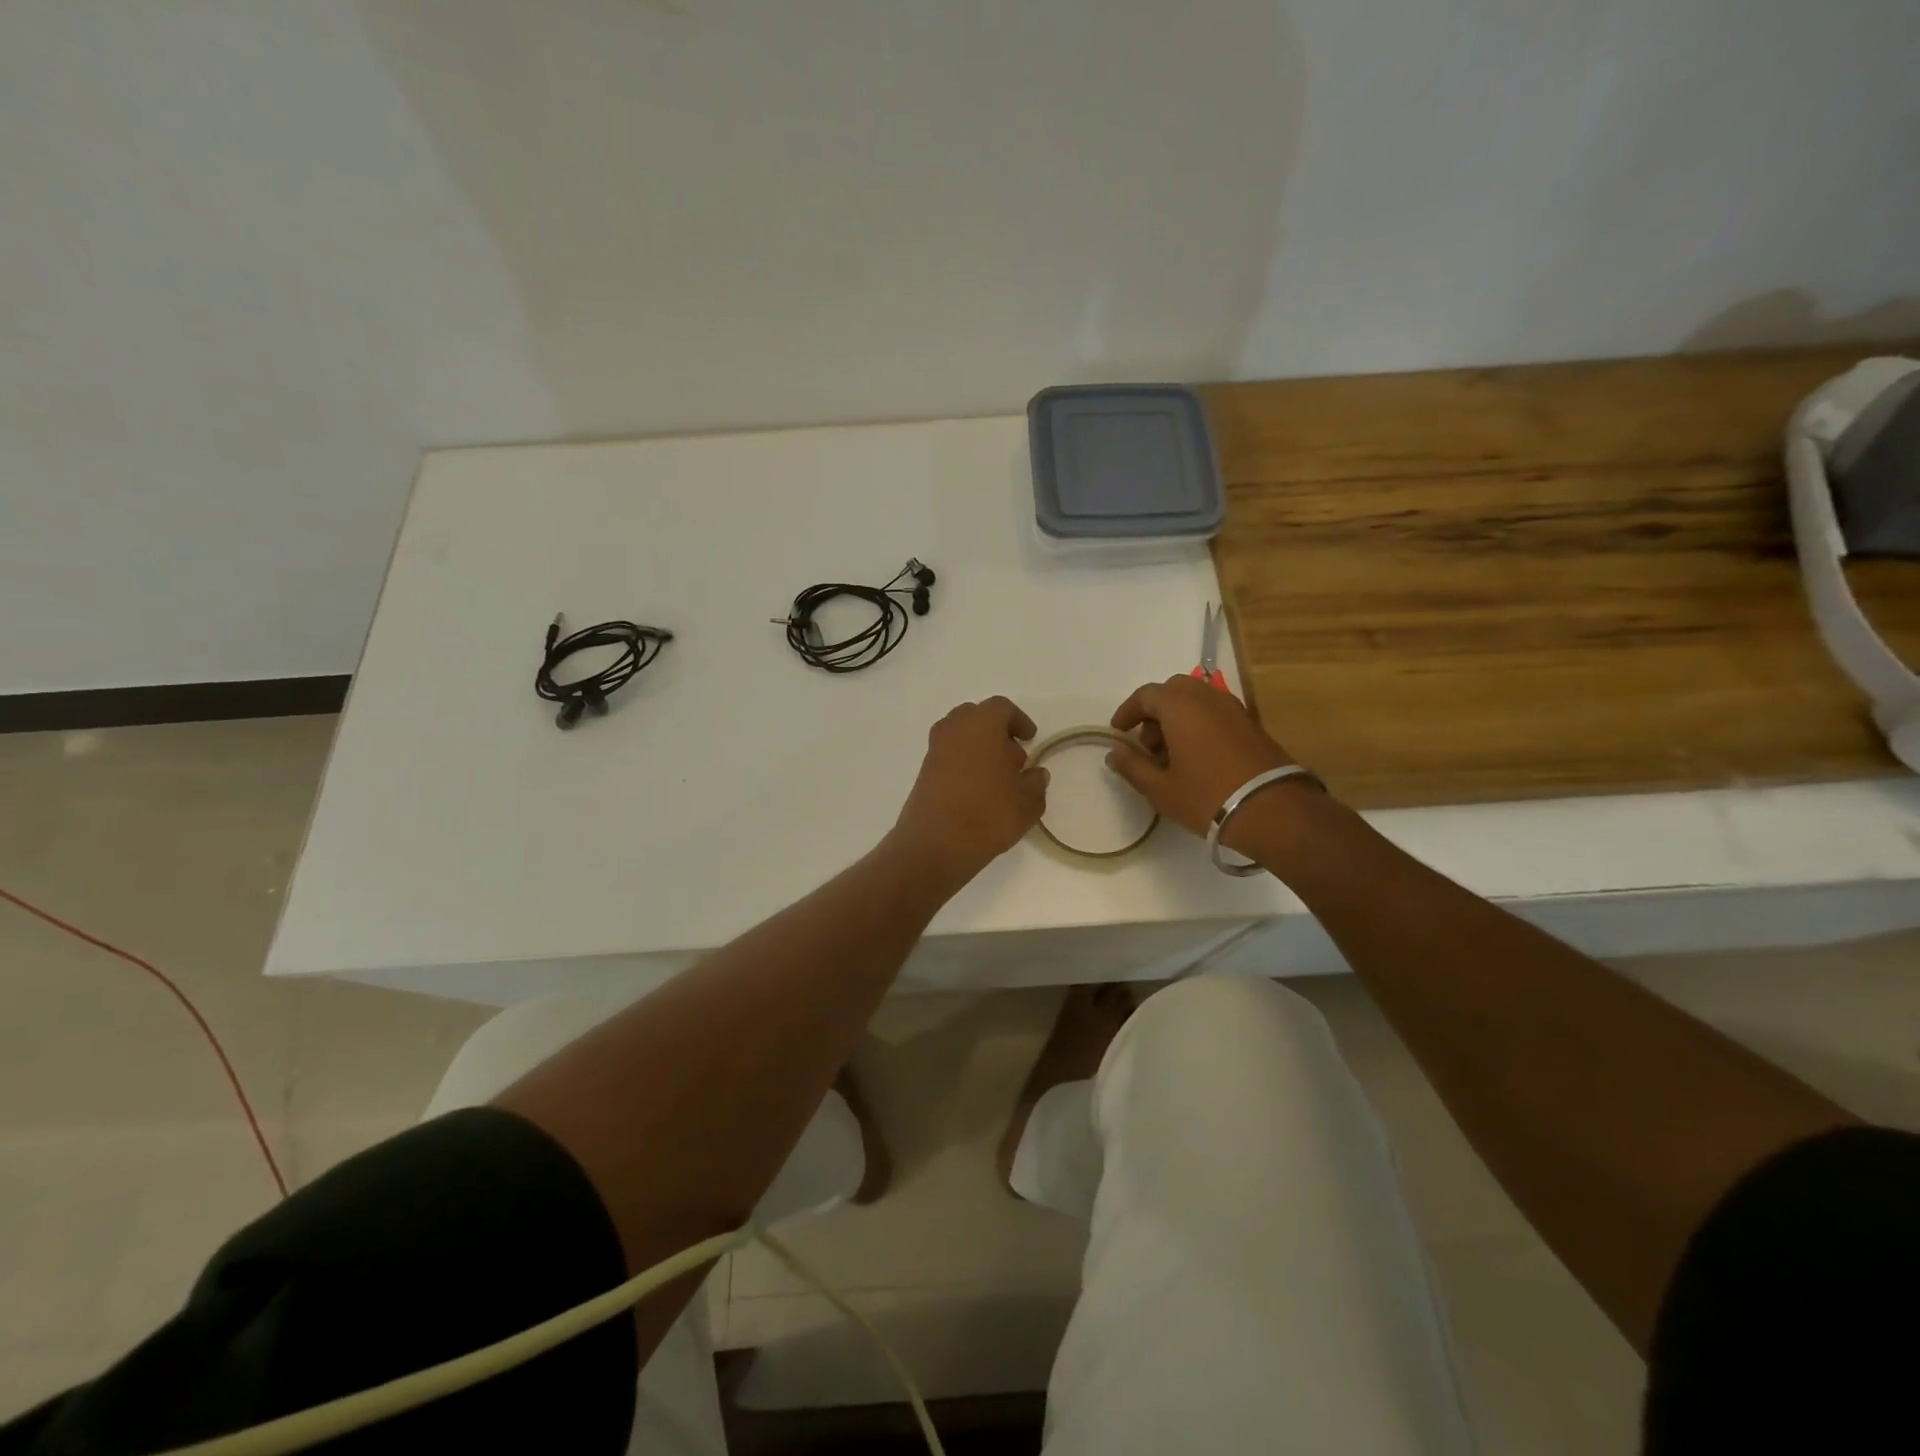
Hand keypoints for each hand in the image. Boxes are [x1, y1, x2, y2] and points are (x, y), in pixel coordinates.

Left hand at [891, 697, 1048, 887]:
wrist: (936, 843)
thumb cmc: (989, 812)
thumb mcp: (1028, 801)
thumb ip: (1036, 782)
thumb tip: (1036, 774)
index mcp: (982, 723)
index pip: (1002, 708)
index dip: (1019, 721)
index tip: (1030, 739)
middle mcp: (954, 728)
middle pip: (977, 717)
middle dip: (996, 732)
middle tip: (1013, 758)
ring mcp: (934, 750)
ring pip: (960, 737)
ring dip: (979, 749)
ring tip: (997, 778)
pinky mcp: (923, 772)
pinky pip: (948, 757)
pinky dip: (963, 765)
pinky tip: (977, 792)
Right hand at [1105, 676, 1296, 840]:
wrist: (1273, 811)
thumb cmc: (1207, 797)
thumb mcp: (1160, 788)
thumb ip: (1133, 767)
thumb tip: (1115, 753)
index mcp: (1180, 706)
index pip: (1146, 695)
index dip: (1128, 711)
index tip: (1118, 732)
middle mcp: (1207, 697)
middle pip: (1173, 690)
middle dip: (1155, 711)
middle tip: (1148, 744)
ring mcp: (1234, 709)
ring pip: (1197, 700)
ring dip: (1178, 718)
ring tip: (1172, 755)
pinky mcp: (1252, 724)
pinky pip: (1216, 712)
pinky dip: (1200, 724)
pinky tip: (1198, 758)